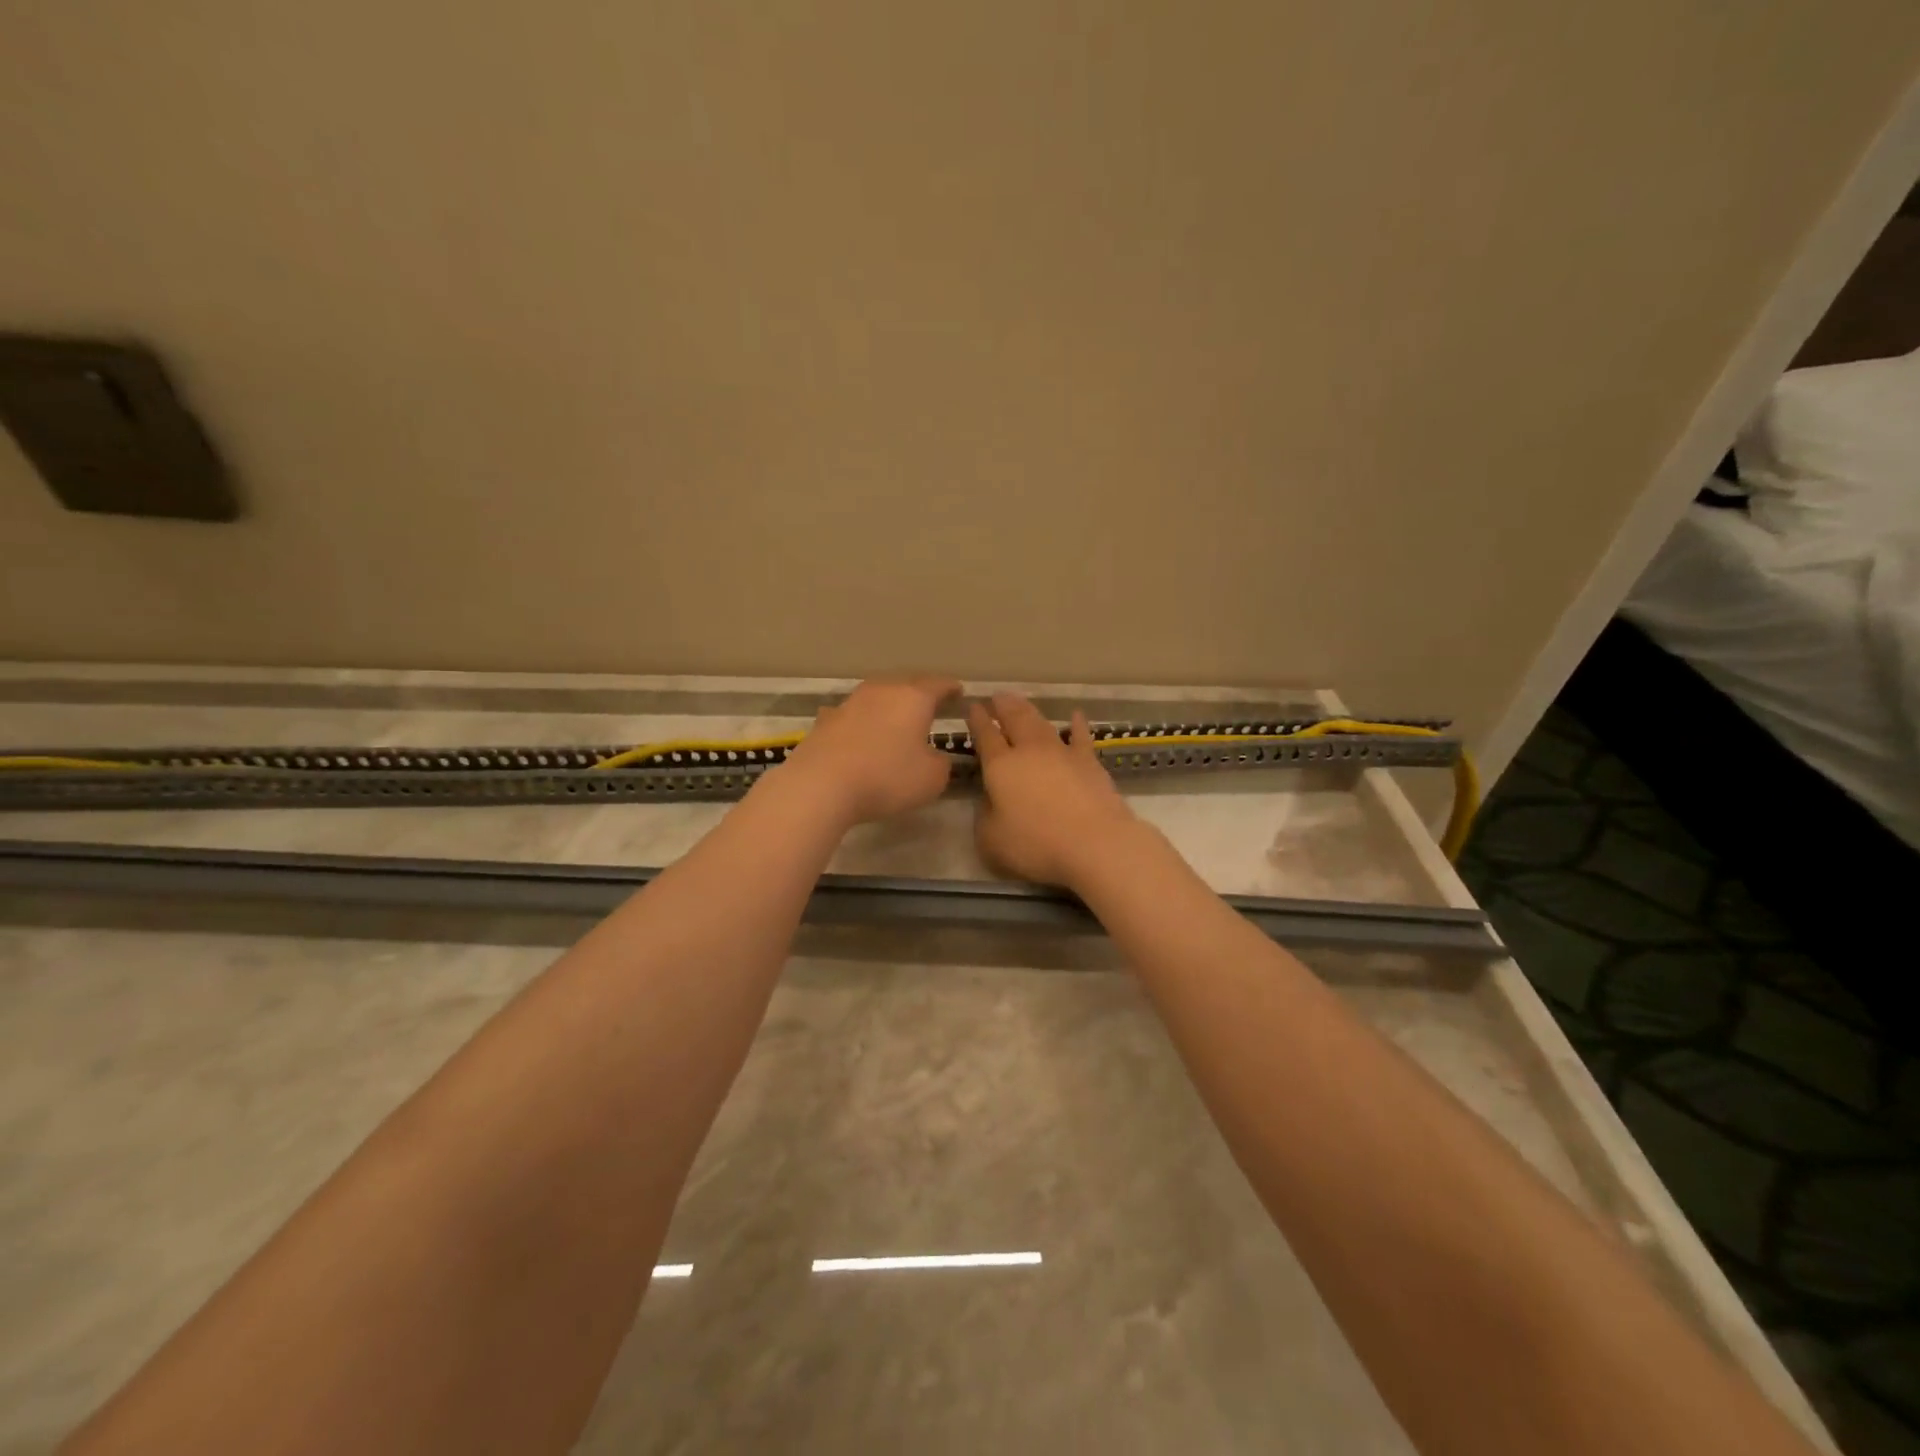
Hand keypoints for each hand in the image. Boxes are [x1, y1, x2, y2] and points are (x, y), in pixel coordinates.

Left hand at [781, 676, 962, 825]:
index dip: (951, 688)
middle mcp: (882, 691)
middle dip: (919, 692)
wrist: (822, 784)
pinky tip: (858, 730)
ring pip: (876, 695)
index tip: (959, 692)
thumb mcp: (932, 778)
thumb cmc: (887, 777)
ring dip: (887, 705)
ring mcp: (850, 703)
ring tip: (895, 718)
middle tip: (930, 704)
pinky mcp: (825, 720)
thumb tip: (933, 757)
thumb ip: (940, 763)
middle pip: (906, 684)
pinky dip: (860, 721)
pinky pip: (851, 715)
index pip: (939, 685)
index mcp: (914, 698)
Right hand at [966, 693, 1138, 887]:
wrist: (1095, 842)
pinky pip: (1080, 736)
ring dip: (1029, 710)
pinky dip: (1077, 725)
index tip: (972, 707)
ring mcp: (1061, 753)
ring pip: (1041, 723)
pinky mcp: (1089, 762)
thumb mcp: (991, 839)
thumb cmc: (1036, 844)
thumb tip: (990, 800)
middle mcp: (1029, 751)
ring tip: (1020, 701)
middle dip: (1002, 707)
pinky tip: (1076, 716)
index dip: (977, 721)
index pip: (985, 736)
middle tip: (996, 697)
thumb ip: (985, 815)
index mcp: (1000, 766)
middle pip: (1014, 720)